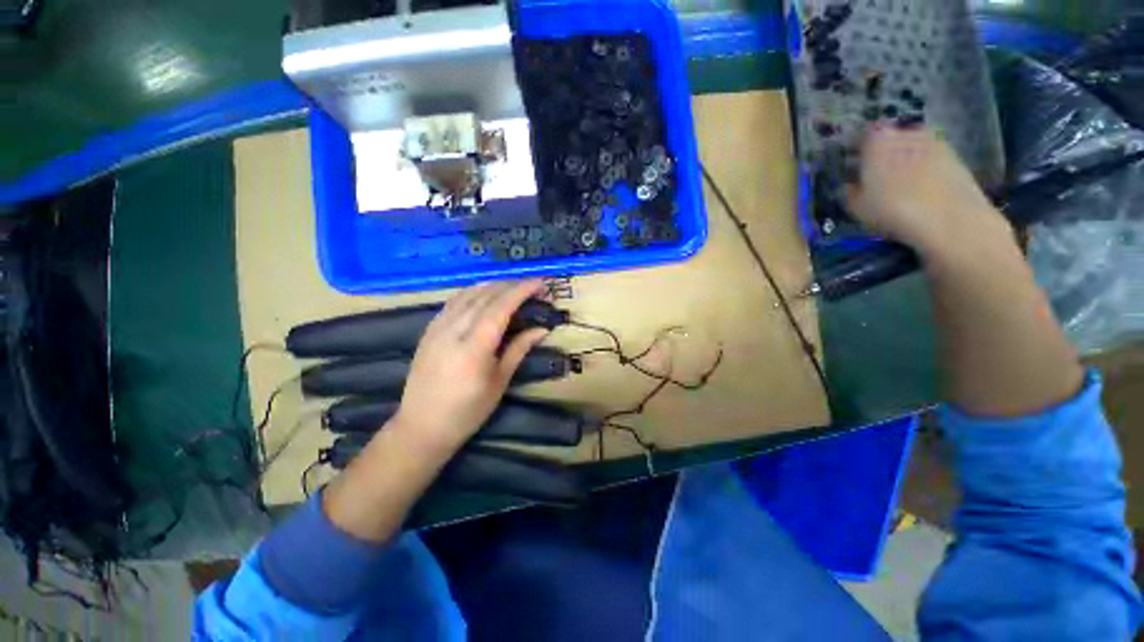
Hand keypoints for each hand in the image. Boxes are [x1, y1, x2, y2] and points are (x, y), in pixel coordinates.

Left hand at [391, 280, 549, 454]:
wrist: (422, 426)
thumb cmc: (468, 410)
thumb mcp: (499, 381)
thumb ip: (519, 349)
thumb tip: (542, 329)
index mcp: (475, 345)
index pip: (501, 306)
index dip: (522, 290)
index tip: (541, 283)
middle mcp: (454, 329)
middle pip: (485, 295)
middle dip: (511, 285)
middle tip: (531, 286)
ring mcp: (437, 327)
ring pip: (468, 294)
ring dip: (493, 286)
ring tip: (512, 287)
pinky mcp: (429, 329)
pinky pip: (454, 301)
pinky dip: (473, 292)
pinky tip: (483, 295)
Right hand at [846, 125, 1006, 256]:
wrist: (950, 219)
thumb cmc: (894, 210)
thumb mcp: (857, 206)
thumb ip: (852, 190)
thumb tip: (853, 184)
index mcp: (878, 141)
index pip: (863, 134)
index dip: (857, 148)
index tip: (854, 163)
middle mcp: (906, 133)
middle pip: (891, 136)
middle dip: (883, 150)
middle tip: (876, 172)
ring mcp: (933, 142)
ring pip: (912, 145)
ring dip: (905, 157)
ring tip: (899, 181)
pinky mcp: (954, 155)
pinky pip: (931, 156)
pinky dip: (924, 166)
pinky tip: (920, 187)